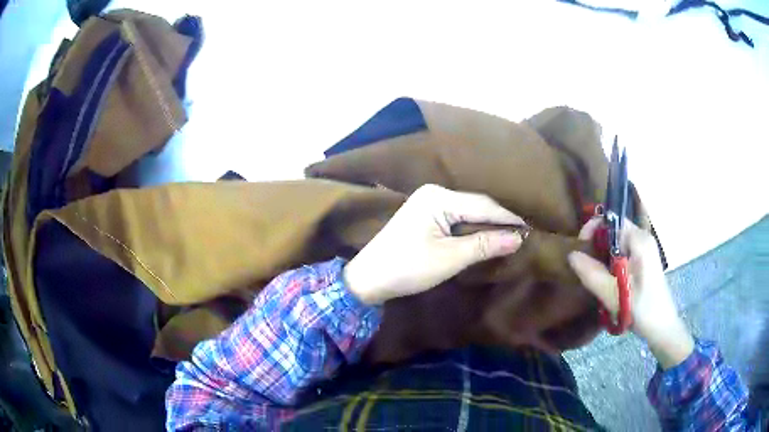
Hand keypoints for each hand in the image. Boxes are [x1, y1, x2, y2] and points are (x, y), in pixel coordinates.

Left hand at [344, 184, 524, 304]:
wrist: (369, 278)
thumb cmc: (408, 268)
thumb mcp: (450, 258)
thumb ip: (484, 245)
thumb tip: (518, 238)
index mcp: (439, 197)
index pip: (484, 205)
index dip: (508, 218)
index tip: (532, 228)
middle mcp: (434, 192)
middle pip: (477, 205)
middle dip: (500, 220)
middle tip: (525, 232)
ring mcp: (429, 202)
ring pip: (468, 211)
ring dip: (488, 224)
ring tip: (512, 234)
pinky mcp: (426, 215)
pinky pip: (457, 217)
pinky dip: (473, 228)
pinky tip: (487, 235)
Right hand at [567, 218, 694, 368]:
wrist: (661, 327)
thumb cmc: (641, 309)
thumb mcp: (613, 294)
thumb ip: (592, 273)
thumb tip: (571, 254)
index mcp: (639, 240)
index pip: (611, 219)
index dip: (593, 228)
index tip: (580, 248)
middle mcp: (643, 238)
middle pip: (613, 229)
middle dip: (596, 244)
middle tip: (586, 266)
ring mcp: (645, 249)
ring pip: (617, 241)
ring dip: (603, 255)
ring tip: (596, 275)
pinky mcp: (644, 260)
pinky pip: (623, 251)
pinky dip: (611, 261)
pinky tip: (608, 280)